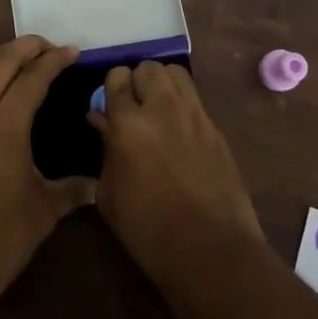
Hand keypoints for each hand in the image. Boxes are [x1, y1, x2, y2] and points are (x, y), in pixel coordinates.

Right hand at [88, 62, 264, 313]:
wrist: (211, 251)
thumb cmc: (148, 230)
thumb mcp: (110, 195)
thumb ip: (105, 149)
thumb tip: (102, 120)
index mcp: (129, 123)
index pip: (117, 77)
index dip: (111, 88)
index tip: (109, 107)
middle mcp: (163, 108)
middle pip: (148, 67)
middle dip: (137, 81)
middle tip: (133, 106)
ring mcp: (194, 114)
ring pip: (175, 73)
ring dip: (162, 83)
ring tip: (157, 108)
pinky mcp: (216, 127)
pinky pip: (195, 98)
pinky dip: (182, 102)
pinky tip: (178, 129)